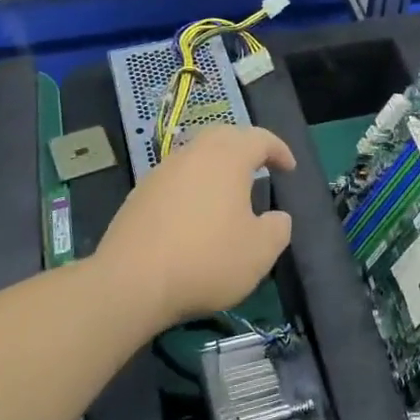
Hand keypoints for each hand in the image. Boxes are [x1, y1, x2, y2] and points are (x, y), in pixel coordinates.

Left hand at [95, 125, 295, 327]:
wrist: (130, 283)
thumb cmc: (206, 260)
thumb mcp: (260, 252)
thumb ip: (278, 229)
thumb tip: (276, 218)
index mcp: (227, 159)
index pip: (259, 139)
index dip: (279, 150)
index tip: (289, 168)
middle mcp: (193, 155)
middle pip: (223, 136)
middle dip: (244, 147)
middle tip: (259, 167)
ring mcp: (161, 173)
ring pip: (195, 156)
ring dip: (216, 166)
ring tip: (227, 192)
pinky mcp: (139, 196)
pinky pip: (175, 179)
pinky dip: (192, 186)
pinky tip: (195, 214)